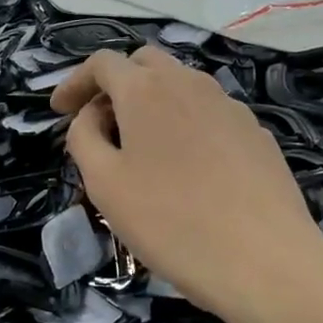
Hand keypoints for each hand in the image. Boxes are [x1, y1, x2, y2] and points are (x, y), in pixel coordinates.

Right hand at [51, 48, 321, 315]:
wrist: (264, 258)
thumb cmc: (171, 221)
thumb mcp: (105, 184)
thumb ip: (84, 138)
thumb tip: (91, 117)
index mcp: (146, 89)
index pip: (102, 63)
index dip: (74, 82)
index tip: (59, 111)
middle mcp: (189, 83)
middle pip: (144, 63)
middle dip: (116, 84)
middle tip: (100, 124)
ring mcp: (228, 105)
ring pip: (181, 85)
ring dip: (152, 102)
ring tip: (142, 147)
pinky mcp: (255, 131)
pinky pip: (209, 112)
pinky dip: (185, 123)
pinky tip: (187, 166)